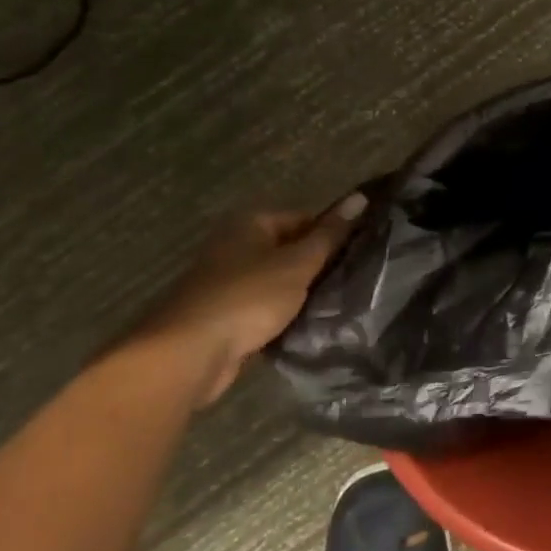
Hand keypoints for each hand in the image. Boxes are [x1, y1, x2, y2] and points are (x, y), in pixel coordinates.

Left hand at [129, 195, 366, 406]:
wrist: (189, 354)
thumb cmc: (248, 298)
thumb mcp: (297, 263)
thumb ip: (329, 234)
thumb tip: (360, 197)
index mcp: (249, 224)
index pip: (303, 218)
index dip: (331, 234)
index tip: (358, 255)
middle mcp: (234, 246)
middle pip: (289, 249)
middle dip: (317, 265)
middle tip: (352, 280)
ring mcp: (226, 282)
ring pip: (277, 280)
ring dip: (300, 292)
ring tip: (336, 303)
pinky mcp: (224, 314)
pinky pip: (263, 307)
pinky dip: (282, 314)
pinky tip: (306, 325)